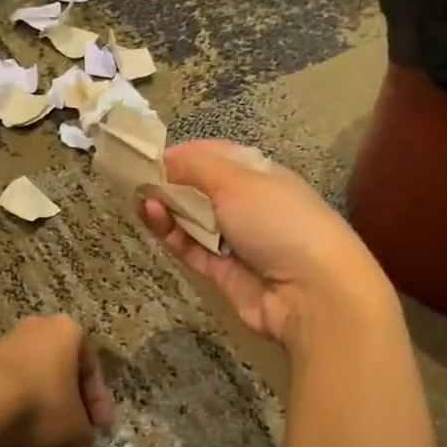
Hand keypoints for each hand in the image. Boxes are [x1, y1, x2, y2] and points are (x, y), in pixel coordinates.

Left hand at [0, 315, 113, 446]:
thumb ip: (85, 429)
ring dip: (47, 416)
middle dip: (70, 409)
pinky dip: (22, 414)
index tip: (100, 428)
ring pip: (38, 384)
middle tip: (76, 437)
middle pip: (62, 373)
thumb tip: (81, 435)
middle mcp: (38, 328)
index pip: (91, 366)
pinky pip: (14, 390)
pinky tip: (26, 444)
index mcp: (68, 330)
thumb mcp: (76, 424)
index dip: (98, 401)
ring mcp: (8, 344)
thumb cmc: (43, 402)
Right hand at [138, 141, 399, 355]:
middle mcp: (247, 204)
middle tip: (135, 177)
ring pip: (191, 218)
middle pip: (200, 188)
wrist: (312, 293)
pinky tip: (151, 216)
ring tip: (139, 198)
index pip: (216, 156)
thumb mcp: (237, 181)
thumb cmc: (278, 221)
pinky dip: (170, 232)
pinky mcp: (221, 271)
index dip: (183, 153)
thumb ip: (195, 166)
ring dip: (165, 206)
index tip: (150, 155)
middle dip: (169, 181)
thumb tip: (163, 159)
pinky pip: (189, 246)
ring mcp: (235, 239)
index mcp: (260, 175)